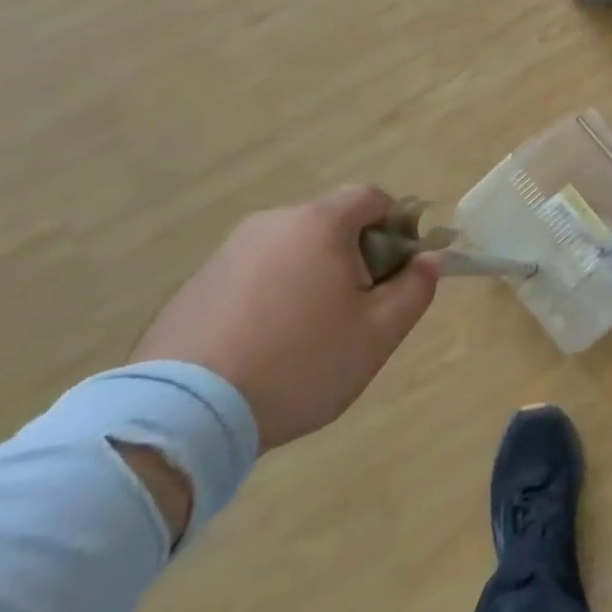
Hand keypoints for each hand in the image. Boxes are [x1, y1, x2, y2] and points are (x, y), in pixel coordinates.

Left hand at [130, 186, 440, 451]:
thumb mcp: (378, 334)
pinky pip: (253, 276)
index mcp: (319, 224)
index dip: (397, 225)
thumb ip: (415, 288)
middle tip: (357, 309)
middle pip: (330, 223)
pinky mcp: (196, 285)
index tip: (398, 270)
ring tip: (307, 335)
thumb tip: (428, 259)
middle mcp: (272, 223)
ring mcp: (228, 253)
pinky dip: (270, 296)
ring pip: (291, 250)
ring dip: (311, 276)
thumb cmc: (300, 363)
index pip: (372, 197)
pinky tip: (264, 346)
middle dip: (354, 255)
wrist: (183, 414)